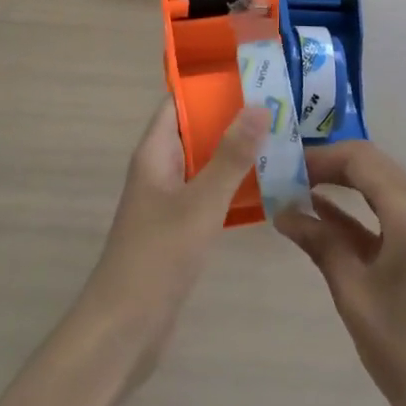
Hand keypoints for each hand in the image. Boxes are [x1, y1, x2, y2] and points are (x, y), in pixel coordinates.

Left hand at [78, 98, 268, 383]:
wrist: (124, 330)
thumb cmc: (157, 257)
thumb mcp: (200, 203)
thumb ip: (230, 156)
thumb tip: (259, 105)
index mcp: (155, 153)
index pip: (179, 102)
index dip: (210, 86)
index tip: (251, 74)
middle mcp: (159, 169)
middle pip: (195, 130)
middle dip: (232, 118)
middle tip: (279, 106)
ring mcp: (168, 200)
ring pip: (204, 163)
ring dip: (235, 152)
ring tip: (282, 139)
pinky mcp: (178, 229)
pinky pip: (208, 193)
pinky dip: (232, 184)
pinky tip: (266, 186)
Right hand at [276, 140, 405, 405]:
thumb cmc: (404, 347)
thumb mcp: (353, 292)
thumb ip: (320, 243)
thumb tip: (283, 212)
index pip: (361, 160)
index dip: (321, 157)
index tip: (284, 165)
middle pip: (371, 166)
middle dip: (329, 166)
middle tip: (287, 174)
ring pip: (378, 187)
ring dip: (341, 185)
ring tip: (296, 189)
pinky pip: (385, 214)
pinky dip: (354, 211)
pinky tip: (320, 215)